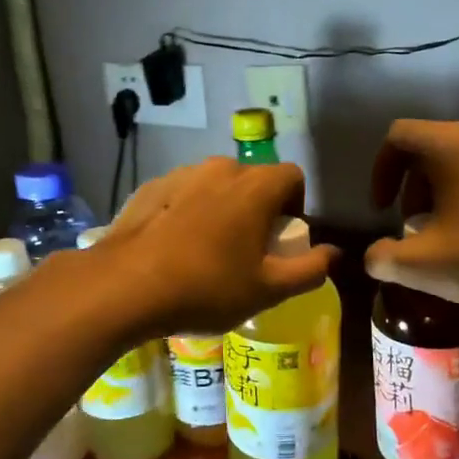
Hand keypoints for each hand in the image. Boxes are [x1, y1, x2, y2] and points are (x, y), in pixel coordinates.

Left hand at [102, 158, 337, 334]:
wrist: (124, 287)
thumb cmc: (207, 287)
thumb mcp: (268, 289)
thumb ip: (310, 270)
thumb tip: (334, 254)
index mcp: (254, 186)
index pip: (293, 177)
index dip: (295, 207)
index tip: (281, 241)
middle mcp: (219, 169)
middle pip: (253, 181)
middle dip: (258, 210)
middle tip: (247, 253)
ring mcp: (180, 175)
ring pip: (215, 187)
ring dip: (221, 210)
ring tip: (207, 253)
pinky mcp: (148, 189)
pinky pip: (182, 195)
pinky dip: (187, 213)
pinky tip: (174, 249)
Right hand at [364, 120, 458, 314]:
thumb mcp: (425, 266)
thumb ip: (384, 258)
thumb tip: (375, 256)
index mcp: (453, 144)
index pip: (399, 136)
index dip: (380, 171)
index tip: (383, 210)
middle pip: (431, 148)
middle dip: (412, 187)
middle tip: (414, 227)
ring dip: (443, 193)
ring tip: (447, 235)